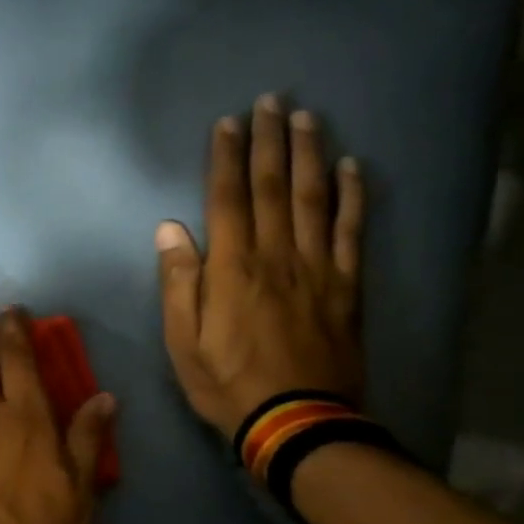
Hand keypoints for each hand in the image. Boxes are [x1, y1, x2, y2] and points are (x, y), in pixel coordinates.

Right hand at [156, 94, 365, 438]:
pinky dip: (353, 196)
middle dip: (269, 141)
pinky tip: (353, 168)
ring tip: (305, 118)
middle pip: (274, 187)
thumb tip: (170, 229)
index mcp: (233, 269)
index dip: (227, 158)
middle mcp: (277, 255)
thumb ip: (179, 283)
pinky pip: (352, 231)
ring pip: (315, 198)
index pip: (228, 199)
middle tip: (270, 101)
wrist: (297, 422)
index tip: (228, 123)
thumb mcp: (183, 343)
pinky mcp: (347, 286)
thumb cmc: (228, 384)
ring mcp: (318, 268)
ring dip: (310, 154)